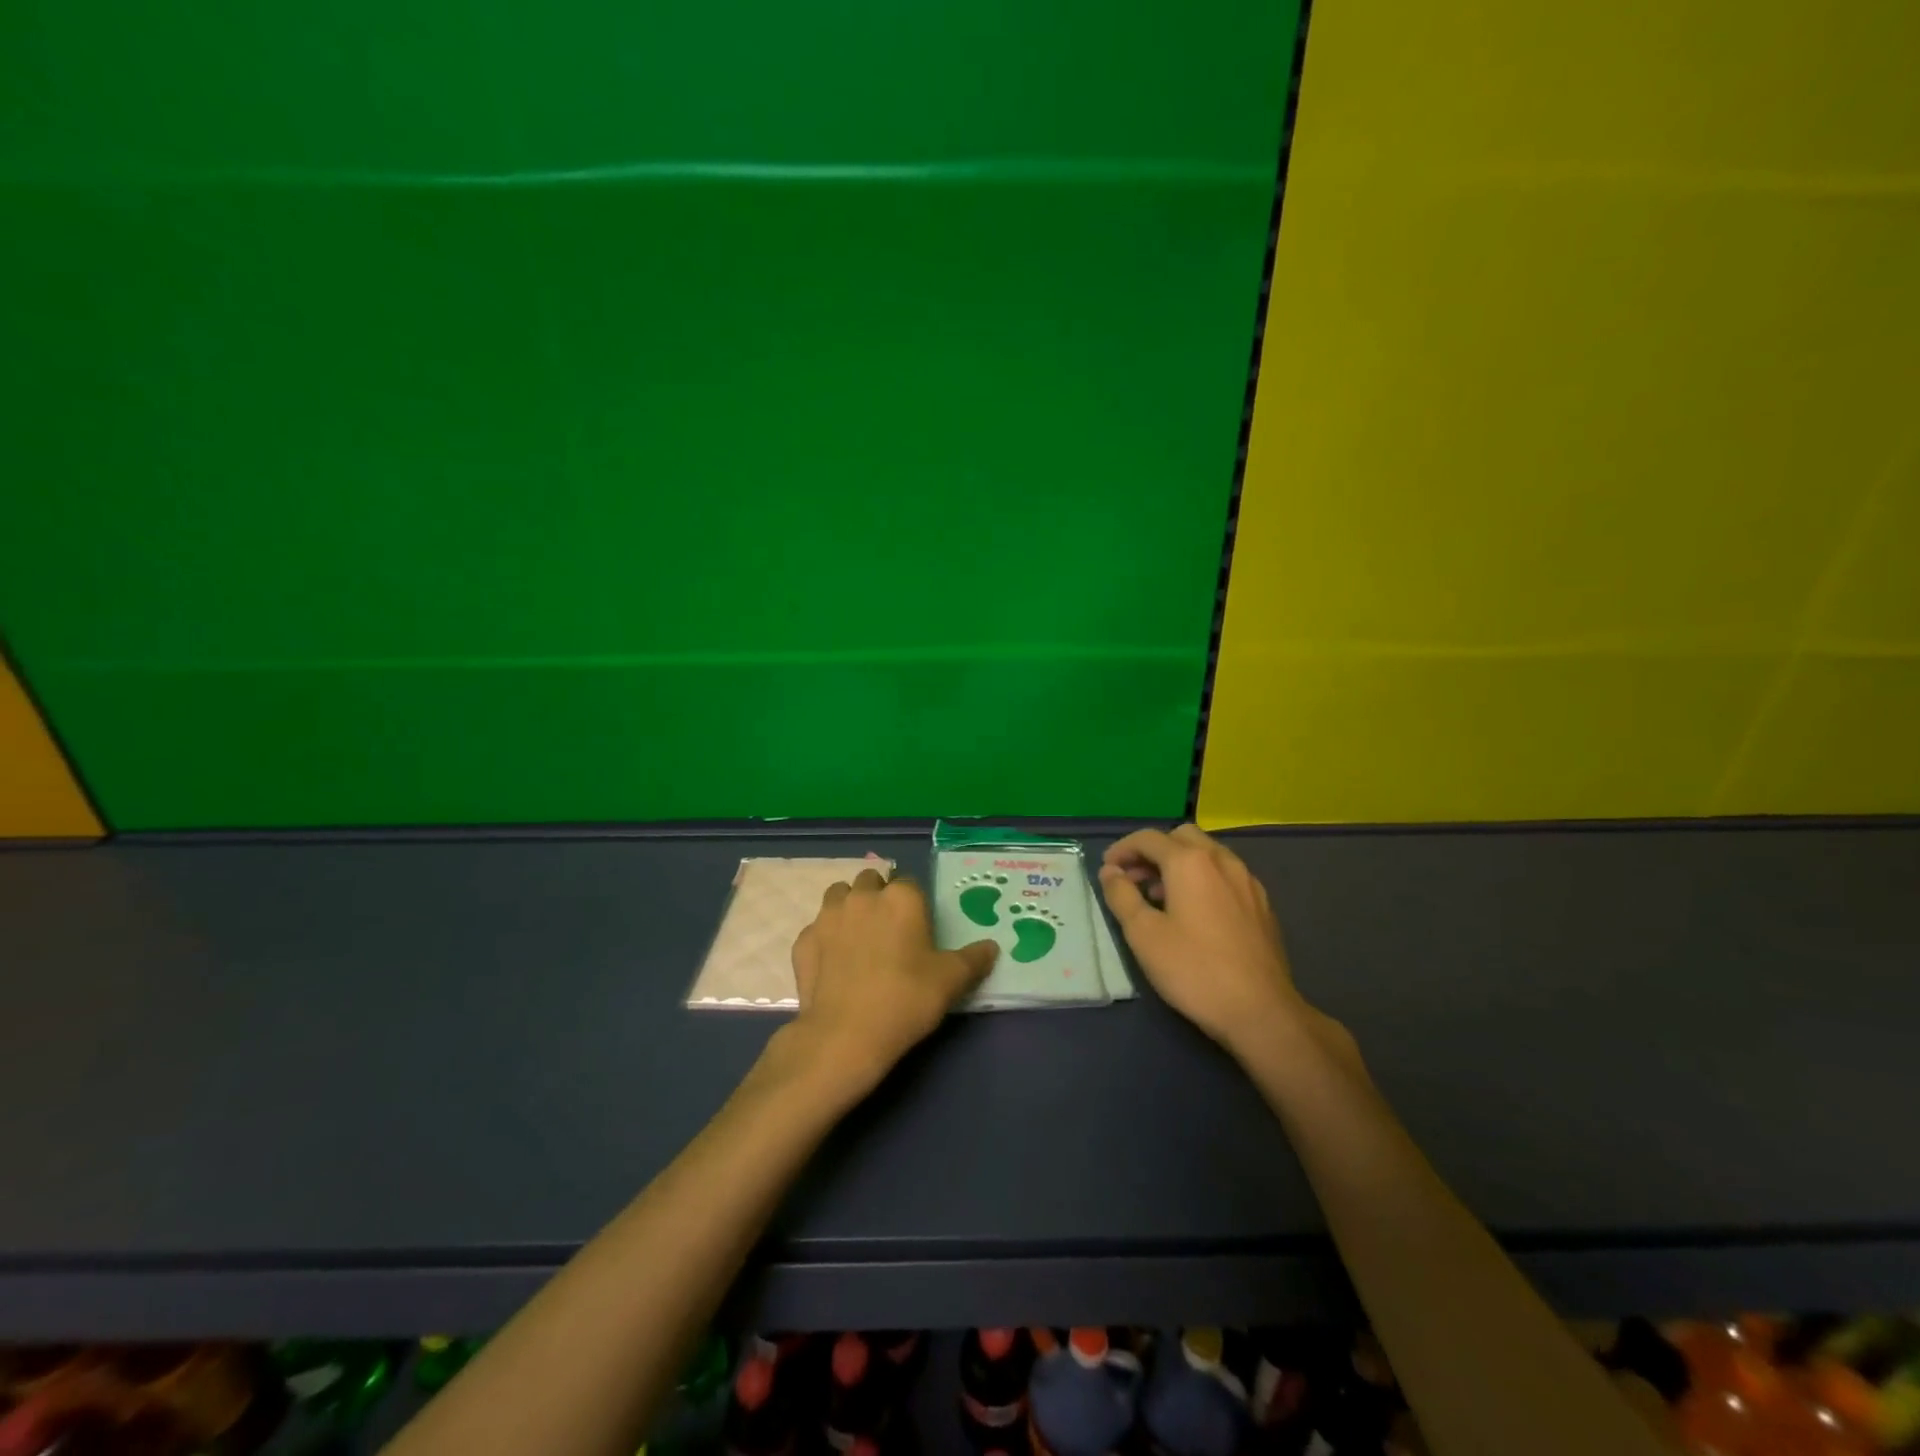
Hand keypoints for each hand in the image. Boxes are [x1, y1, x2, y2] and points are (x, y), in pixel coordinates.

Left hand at [785, 867, 998, 1092]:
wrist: (845, 1035)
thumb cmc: (906, 999)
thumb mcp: (951, 981)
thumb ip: (973, 959)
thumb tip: (992, 947)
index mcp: (901, 897)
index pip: (910, 883)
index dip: (915, 903)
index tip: (919, 928)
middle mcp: (862, 896)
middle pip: (871, 881)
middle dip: (879, 896)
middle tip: (890, 931)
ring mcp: (827, 916)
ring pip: (839, 896)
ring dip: (849, 908)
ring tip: (860, 939)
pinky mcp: (803, 941)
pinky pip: (817, 929)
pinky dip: (826, 939)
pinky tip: (834, 964)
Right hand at [1099, 825, 1343, 1060]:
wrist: (1261, 1011)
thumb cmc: (1193, 969)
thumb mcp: (1143, 934)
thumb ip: (1121, 895)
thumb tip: (1111, 871)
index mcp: (1190, 861)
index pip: (1148, 838)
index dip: (1122, 849)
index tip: (1107, 870)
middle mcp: (1222, 860)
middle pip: (1181, 837)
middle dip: (1153, 851)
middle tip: (1133, 879)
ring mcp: (1247, 880)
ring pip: (1207, 854)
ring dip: (1178, 864)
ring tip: (1159, 898)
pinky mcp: (1262, 903)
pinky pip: (1225, 875)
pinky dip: (1203, 879)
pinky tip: (1195, 913)